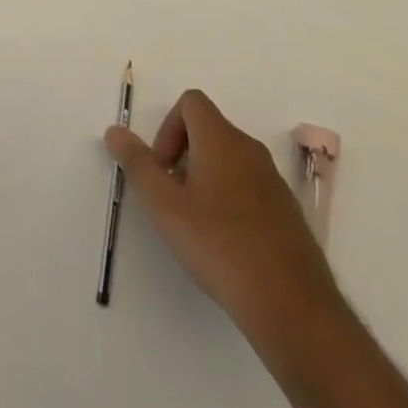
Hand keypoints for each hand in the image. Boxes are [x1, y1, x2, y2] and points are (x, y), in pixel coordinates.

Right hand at [105, 90, 343, 359]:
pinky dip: (230, 200)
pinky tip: (226, 244)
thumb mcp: (165, 206)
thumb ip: (137, 164)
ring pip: (229, 160)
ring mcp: (273, 180)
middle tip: (173, 199)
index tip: (162, 168)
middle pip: (208, 129)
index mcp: (221, 139)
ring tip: (196, 224)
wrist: (292, 305)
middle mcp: (250, 149)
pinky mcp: (287, 211)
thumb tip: (114, 131)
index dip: (168, 127)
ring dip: (205, 178)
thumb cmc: (220, 246)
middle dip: (183, 155)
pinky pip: (250, 186)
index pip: (191, 102)